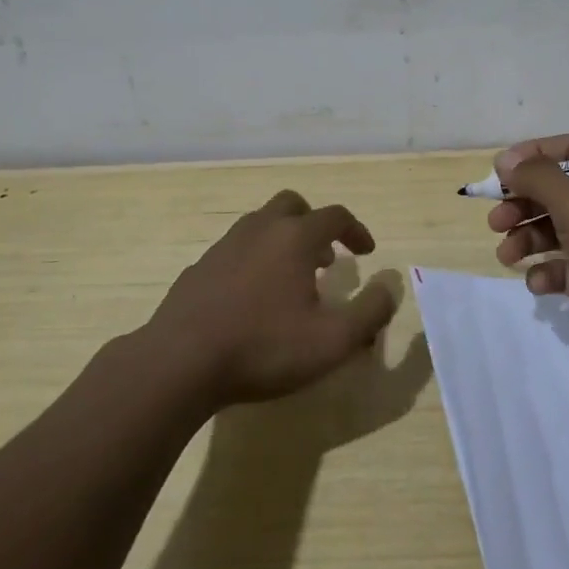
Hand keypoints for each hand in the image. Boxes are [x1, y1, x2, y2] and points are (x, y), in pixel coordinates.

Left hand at [149, 190, 395, 406]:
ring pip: (260, 225)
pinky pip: (234, 251)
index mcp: (295, 237)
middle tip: (324, 258)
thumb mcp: (333, 340)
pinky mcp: (198, 269)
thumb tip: (389, 286)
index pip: (335, 216)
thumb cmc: (264, 348)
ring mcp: (224, 246)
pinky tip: (250, 299)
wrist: (179, 363)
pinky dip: (252, 261)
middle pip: (292, 205)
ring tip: (290, 280)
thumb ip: (371, 311)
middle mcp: (260, 230)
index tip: (366, 253)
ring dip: (282, 241)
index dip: (356, 230)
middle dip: (314, 225)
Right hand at [488, 134, 568, 383]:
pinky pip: (565, 267)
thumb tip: (506, 161)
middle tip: (495, 221)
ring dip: (527, 239)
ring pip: (557, 230)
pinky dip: (546, 272)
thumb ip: (539, 178)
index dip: (532, 156)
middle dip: (523, 203)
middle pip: (559, 191)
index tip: (498, 173)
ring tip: (506, 255)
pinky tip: (538, 283)